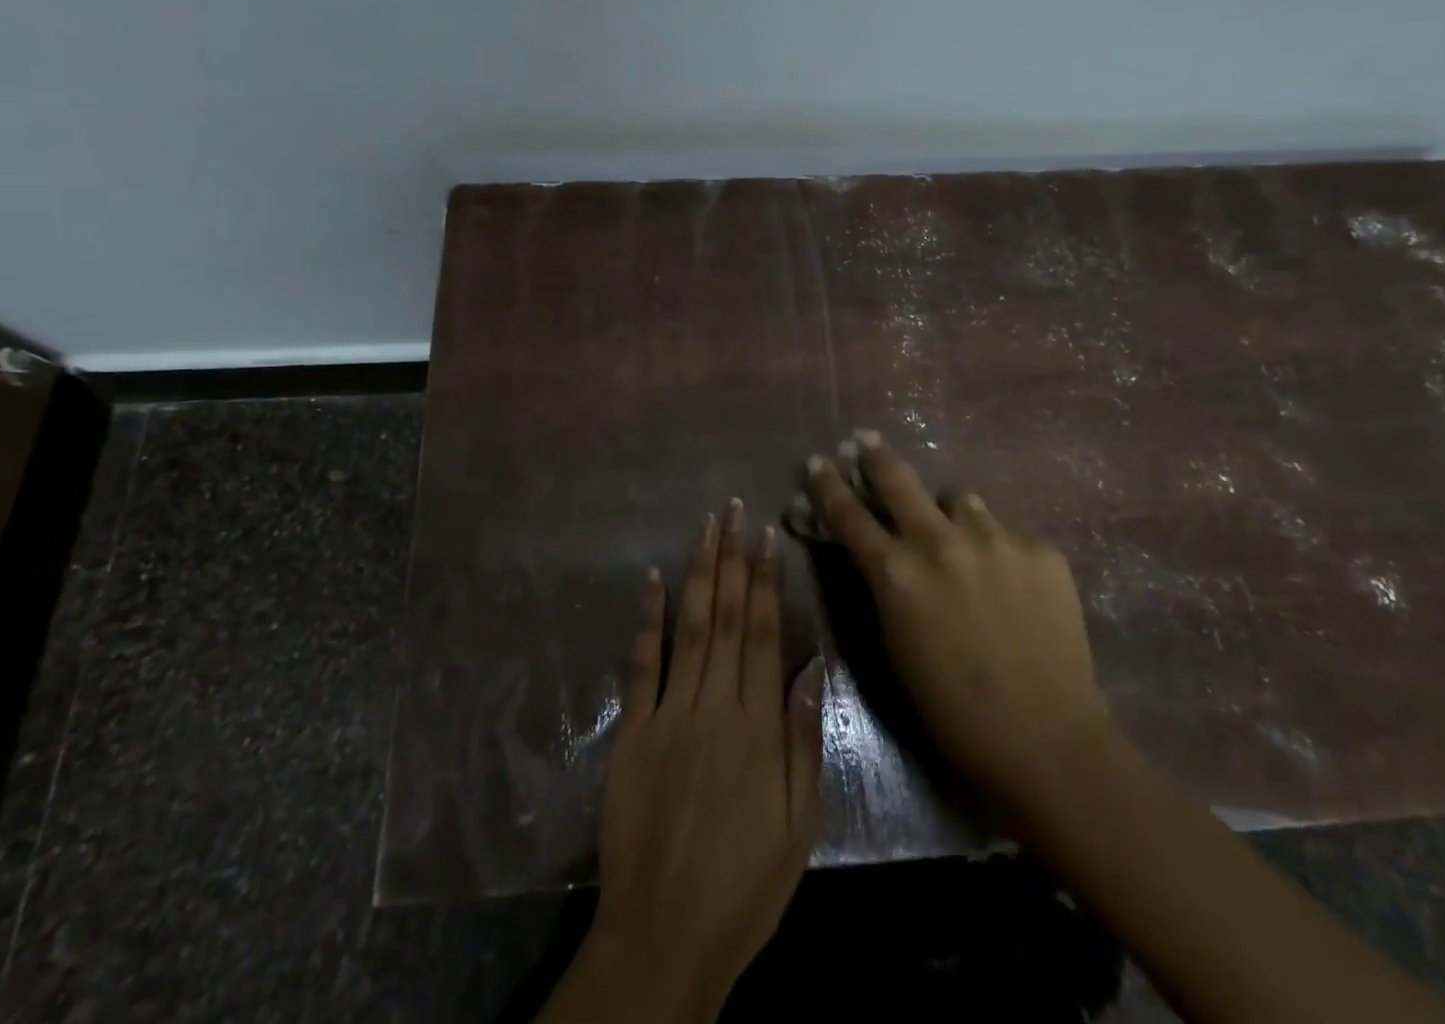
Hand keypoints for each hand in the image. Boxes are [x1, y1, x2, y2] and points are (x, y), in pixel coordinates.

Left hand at [543, 501, 824, 1023]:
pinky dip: (647, 619)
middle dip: (732, 558)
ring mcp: (668, 713)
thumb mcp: (799, 822)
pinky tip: (652, 580)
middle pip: (727, 616)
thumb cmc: (745, 883)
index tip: (767, 536)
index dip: (766, 580)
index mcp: (758, 724)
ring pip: (689, 626)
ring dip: (698, 572)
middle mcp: (714, 704)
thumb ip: (804, 739)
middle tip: (733, 509)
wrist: (665, 934)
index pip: (765, 633)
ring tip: (705, 528)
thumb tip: (812, 666)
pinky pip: (641, 665)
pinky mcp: (632, 732)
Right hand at [800, 431, 1112, 819]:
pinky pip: (1004, 530)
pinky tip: (1009, 581)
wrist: (1048, 741)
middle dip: (874, 454)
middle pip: (897, 477)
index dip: (827, 485)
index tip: (817, 462)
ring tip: (958, 537)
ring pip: (959, 499)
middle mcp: (940, 541)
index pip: (848, 513)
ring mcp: (995, 538)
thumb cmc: (953, 710)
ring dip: (948, 512)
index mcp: (896, 572)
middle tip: (864, 439)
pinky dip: (995, 546)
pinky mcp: (1040, 549)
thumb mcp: (895, 645)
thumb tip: (873, 552)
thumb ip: (882, 586)